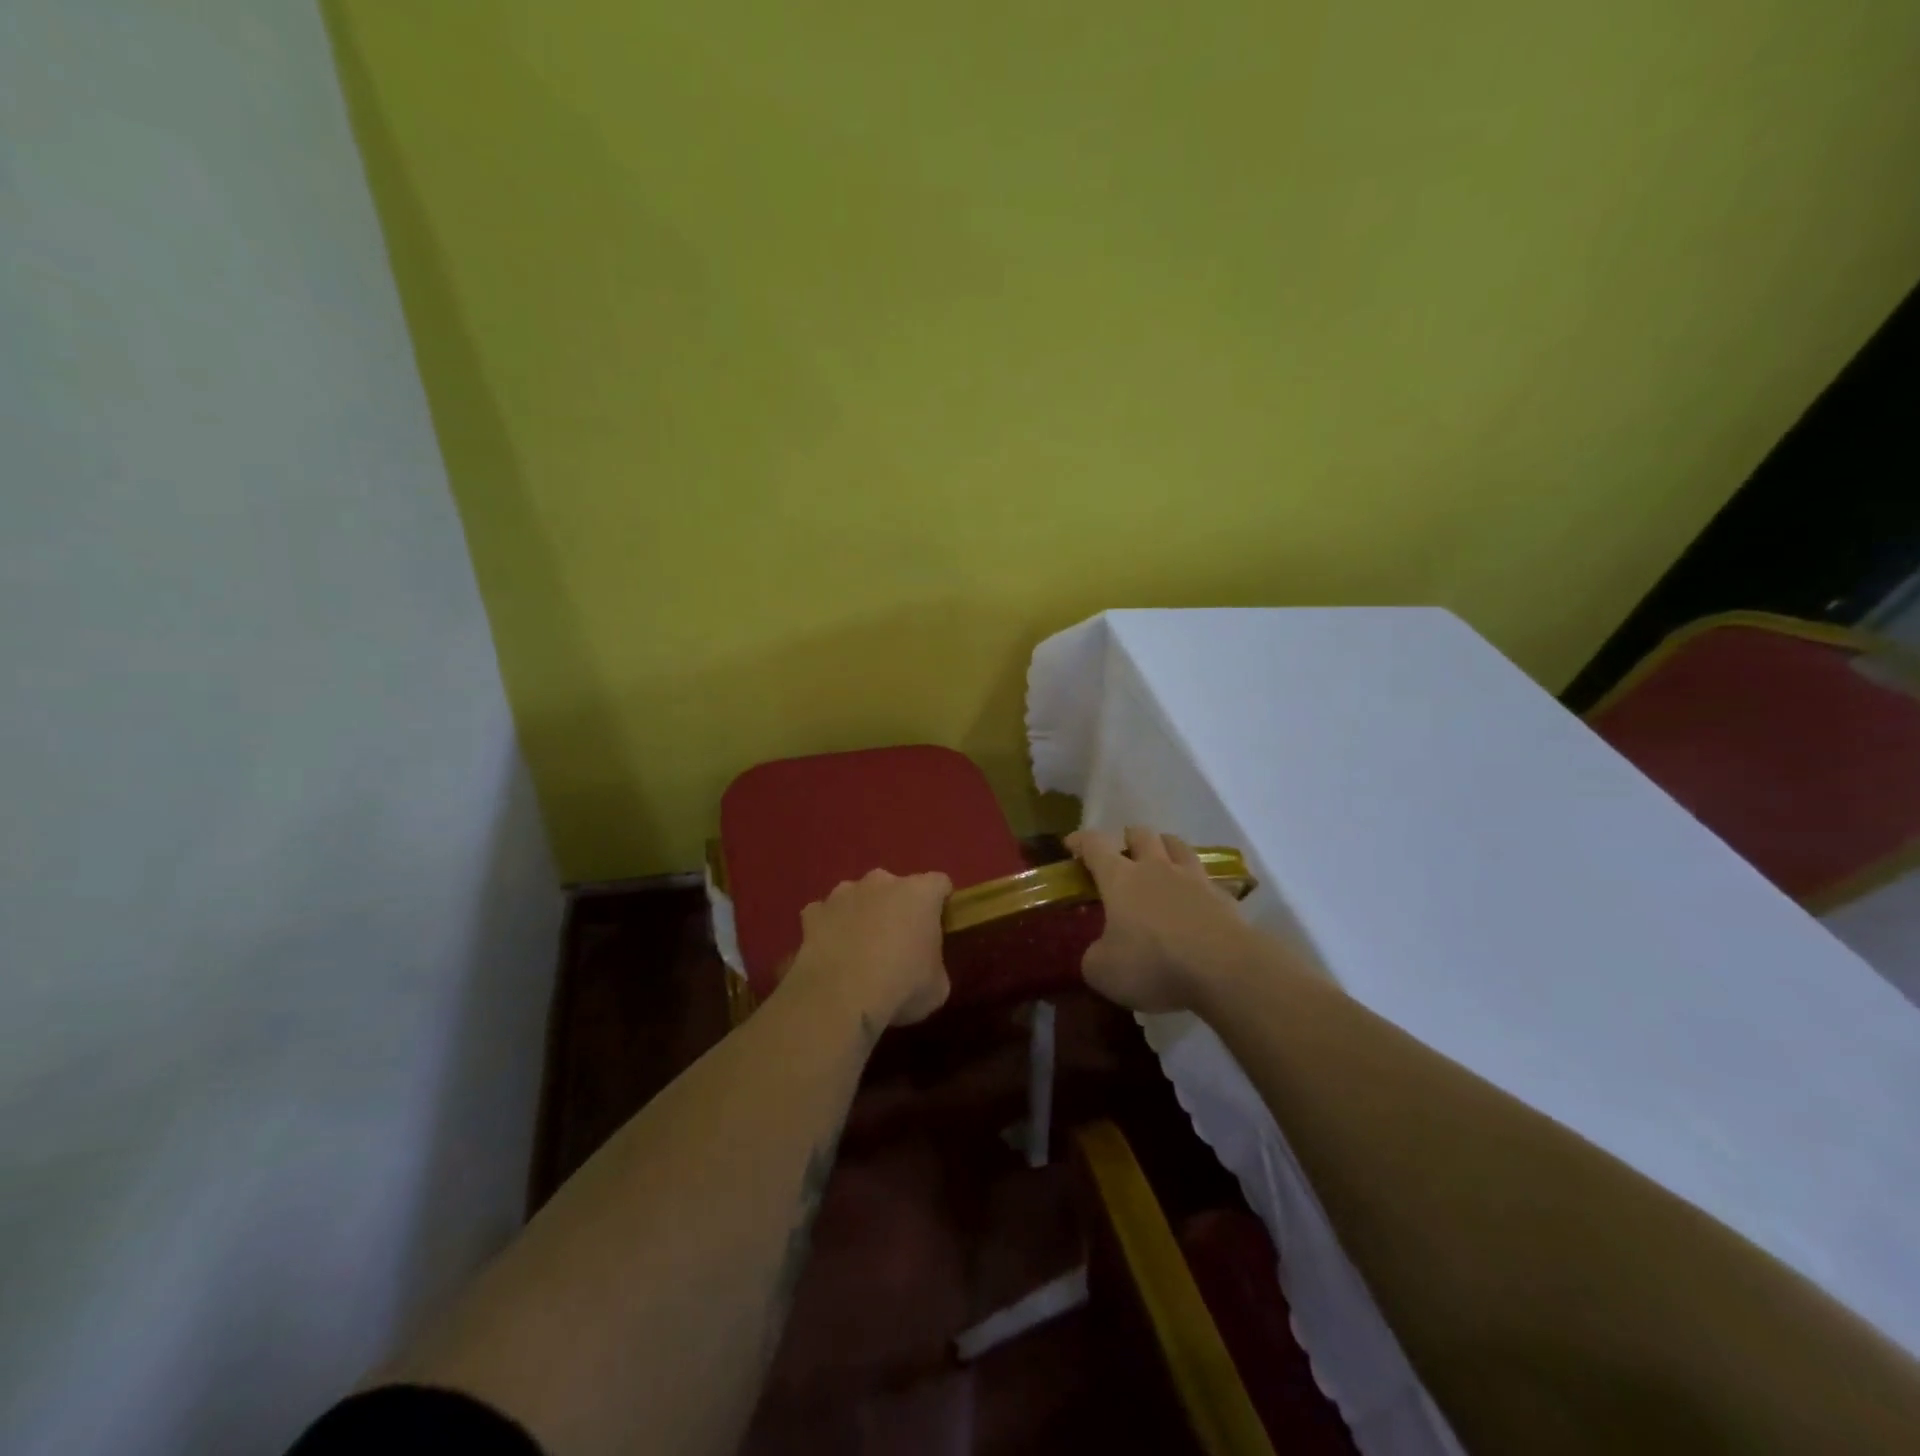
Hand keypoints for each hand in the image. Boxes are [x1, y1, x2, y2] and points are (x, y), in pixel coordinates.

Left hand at [786, 869, 952, 1028]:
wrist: (841, 998)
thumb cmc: (902, 987)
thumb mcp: (937, 986)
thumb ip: (934, 965)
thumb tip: (924, 968)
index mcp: (920, 893)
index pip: (939, 884)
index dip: (940, 904)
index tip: (938, 926)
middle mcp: (882, 882)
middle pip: (895, 887)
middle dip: (896, 907)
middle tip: (897, 942)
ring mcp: (843, 893)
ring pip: (857, 897)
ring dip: (861, 914)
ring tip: (859, 950)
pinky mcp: (813, 912)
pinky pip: (825, 915)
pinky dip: (829, 929)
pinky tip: (830, 955)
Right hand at [1068, 826, 1262, 1013]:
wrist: (1224, 969)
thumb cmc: (1153, 963)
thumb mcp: (1104, 971)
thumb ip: (1094, 957)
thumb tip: (1097, 954)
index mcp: (1120, 878)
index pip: (1095, 845)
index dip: (1081, 841)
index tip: (1071, 844)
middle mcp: (1156, 868)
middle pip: (1142, 834)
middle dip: (1128, 838)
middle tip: (1123, 853)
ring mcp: (1193, 879)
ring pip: (1178, 846)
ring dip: (1165, 847)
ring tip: (1162, 861)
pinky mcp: (1223, 898)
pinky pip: (1207, 879)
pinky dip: (1197, 884)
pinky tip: (1196, 899)